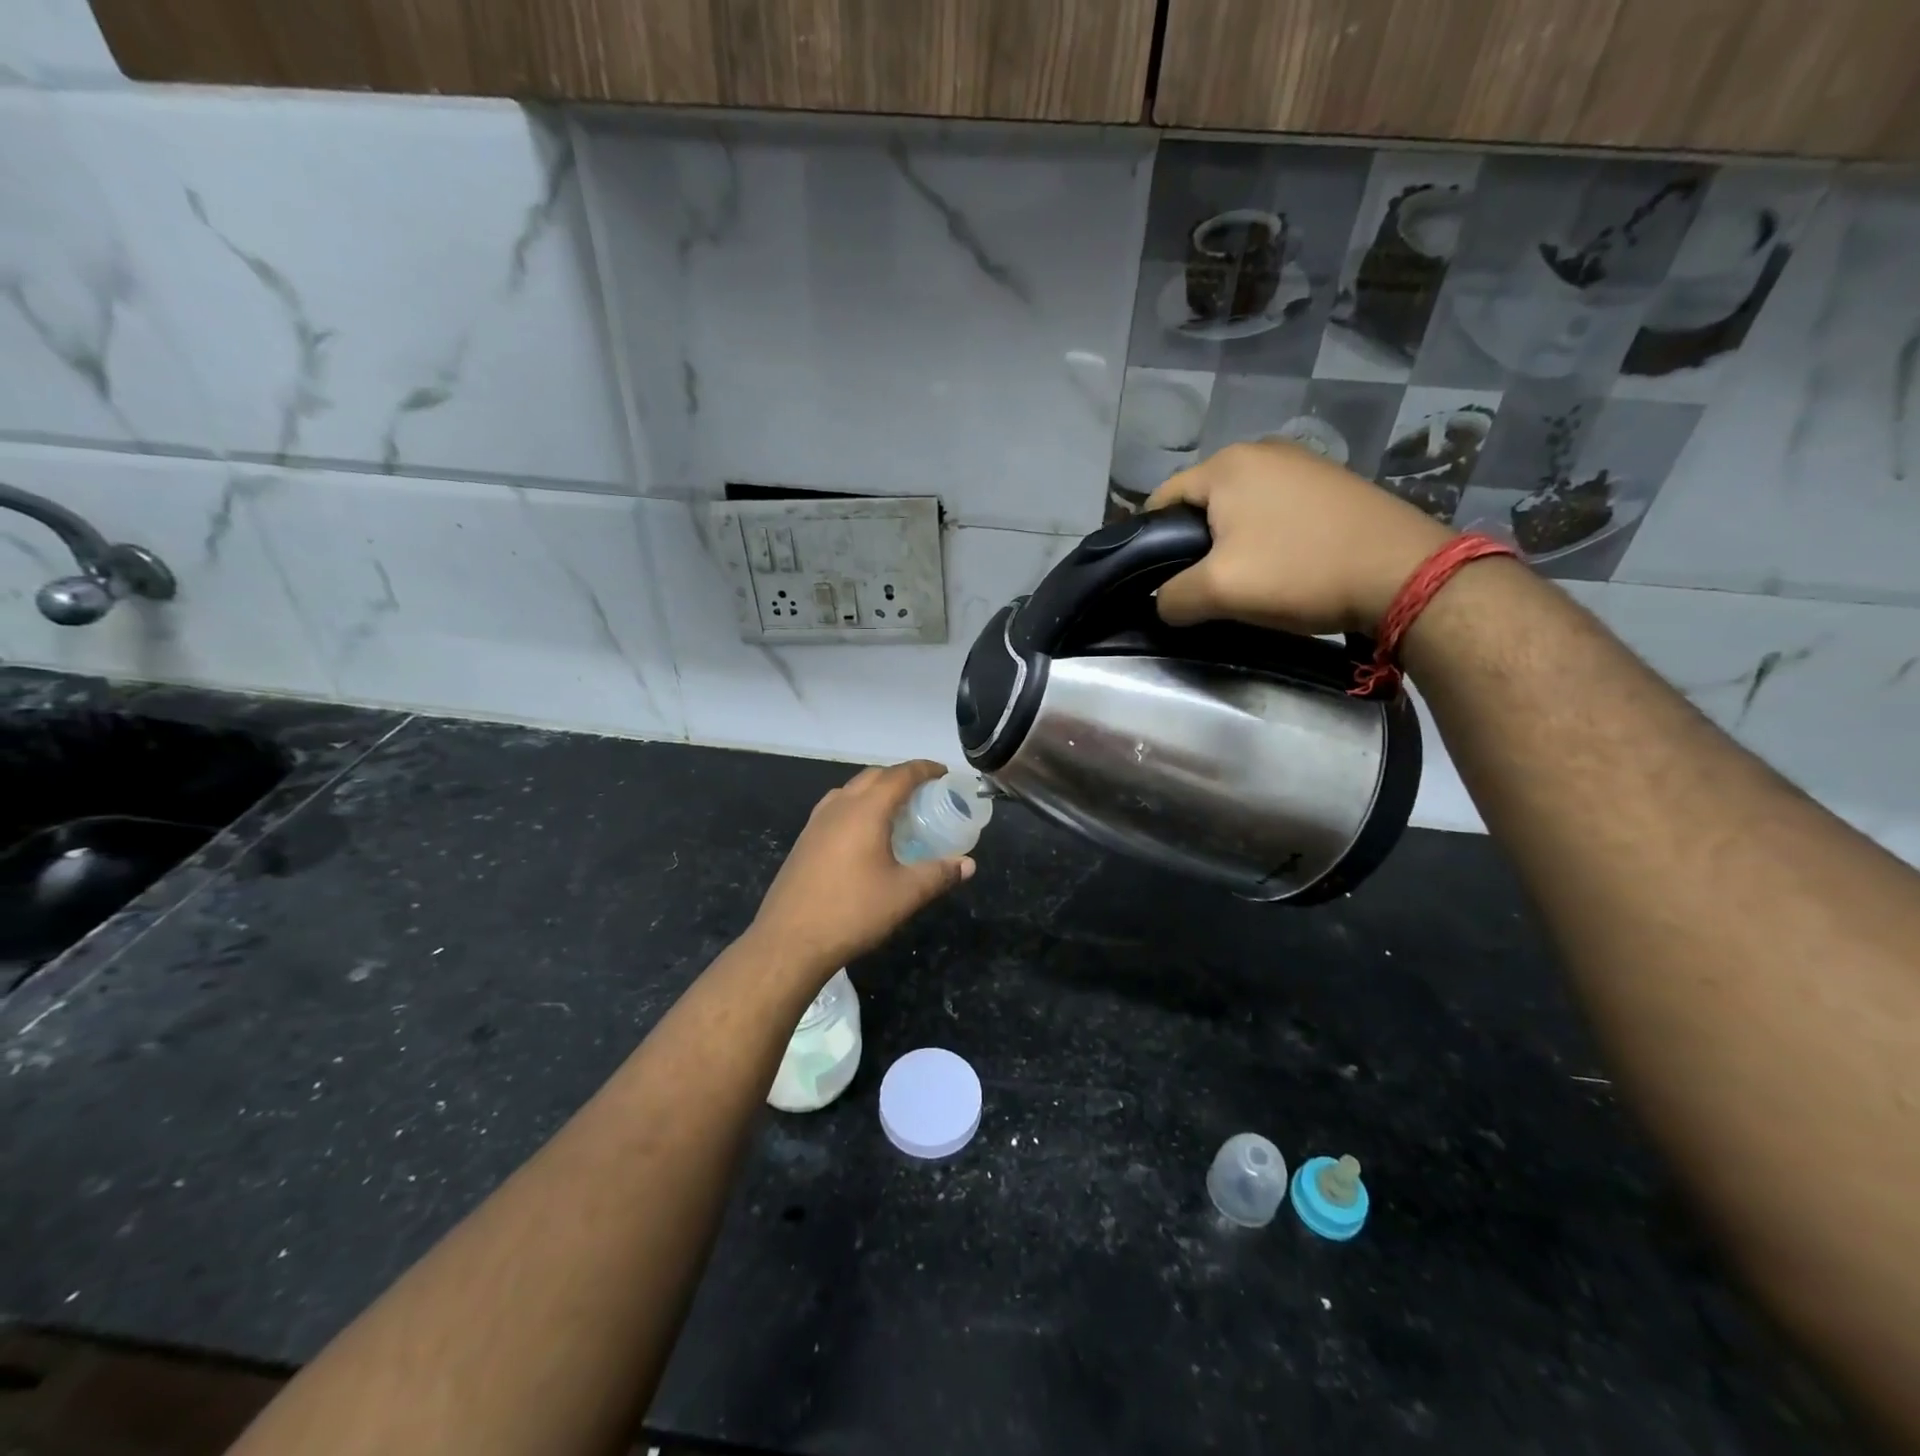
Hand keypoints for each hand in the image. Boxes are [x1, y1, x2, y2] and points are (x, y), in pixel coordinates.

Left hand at [748, 761, 974, 980]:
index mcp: (865, 810)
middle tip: (925, 792)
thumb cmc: (852, 912)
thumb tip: (967, 864)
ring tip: (896, 811)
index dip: (924, 769)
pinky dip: (857, 806)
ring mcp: (816, 822)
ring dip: (876, 790)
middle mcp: (839, 806)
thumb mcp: (905, 895)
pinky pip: (836, 808)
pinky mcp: (804, 840)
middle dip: (900, 776)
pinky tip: (865, 835)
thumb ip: (939, 874)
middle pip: (873, 776)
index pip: (899, 775)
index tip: (943, 773)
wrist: (788, 941)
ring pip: (851, 790)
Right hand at [1146, 440, 1454, 635]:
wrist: (1402, 573)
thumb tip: (1164, 603)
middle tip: (1204, 585)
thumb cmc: (1299, 572)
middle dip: (1193, 544)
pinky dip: (1266, 535)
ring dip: (1231, 542)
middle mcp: (1261, 450)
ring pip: (1239, 507)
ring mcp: (1302, 463)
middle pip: (1201, 502)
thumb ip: (1172, 597)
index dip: (1148, 543)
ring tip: (1244, 580)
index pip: (1161, 499)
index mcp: (1227, 465)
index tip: (1156, 580)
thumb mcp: (1218, 591)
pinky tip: (1282, 564)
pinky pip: (1276, 508)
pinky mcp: (1331, 483)